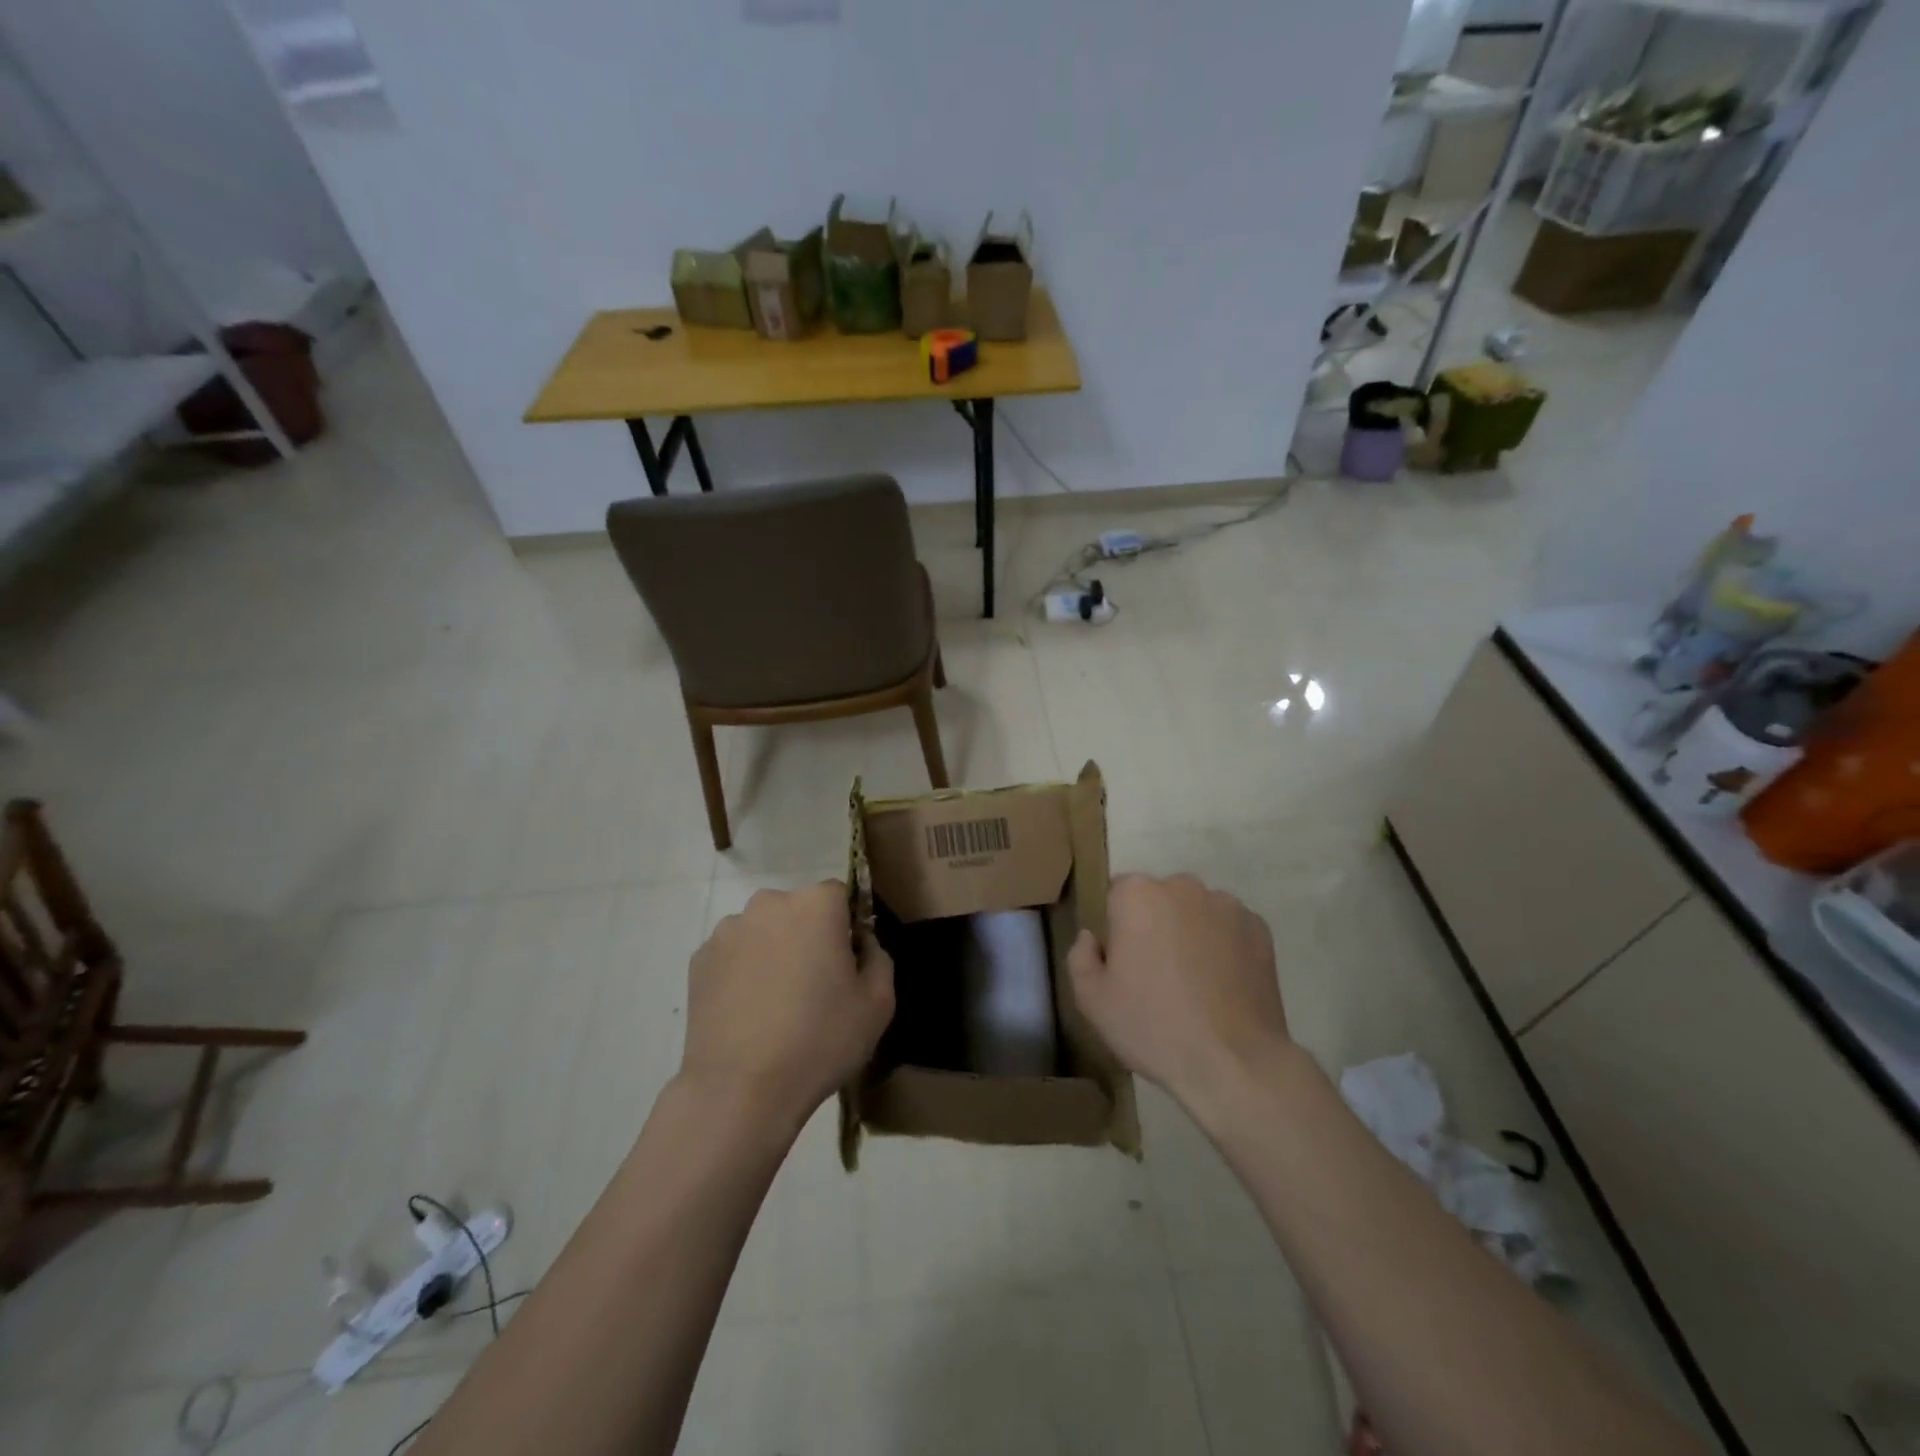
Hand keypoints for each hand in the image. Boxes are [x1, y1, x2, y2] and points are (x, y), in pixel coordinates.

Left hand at [680, 882, 893, 1133]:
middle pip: (799, 910)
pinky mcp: (699, 959)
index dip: (847, 927)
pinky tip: (749, 1012)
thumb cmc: (819, 1040)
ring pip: (764, 931)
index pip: (840, 896)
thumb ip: (878, 958)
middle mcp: (769, 903)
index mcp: (817, 905)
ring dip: (774, 952)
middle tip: (815, 987)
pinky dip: (743, 972)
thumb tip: (861, 943)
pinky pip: (734, 954)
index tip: (848, 965)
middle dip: (809, 937)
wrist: (740, 1090)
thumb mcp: (878, 1003)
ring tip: (776, 1004)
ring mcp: (729, 930)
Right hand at [1067, 874, 1289, 1115]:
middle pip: (1159, 898)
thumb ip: (1080, 956)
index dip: (1117, 927)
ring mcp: (1226, 905)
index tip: (1122, 962)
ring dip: (1190, 933)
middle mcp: (1182, 886)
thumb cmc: (1152, 1027)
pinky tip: (1222, 985)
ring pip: (1196, 912)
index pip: (1117, 895)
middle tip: (1156, 974)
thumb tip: (1092, 937)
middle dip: (1154, 925)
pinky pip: (1229, 929)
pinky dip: (1223, 947)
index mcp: (1136, 895)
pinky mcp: (1259, 929)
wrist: (1234, 1063)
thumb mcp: (1092, 1000)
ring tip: (1194, 983)